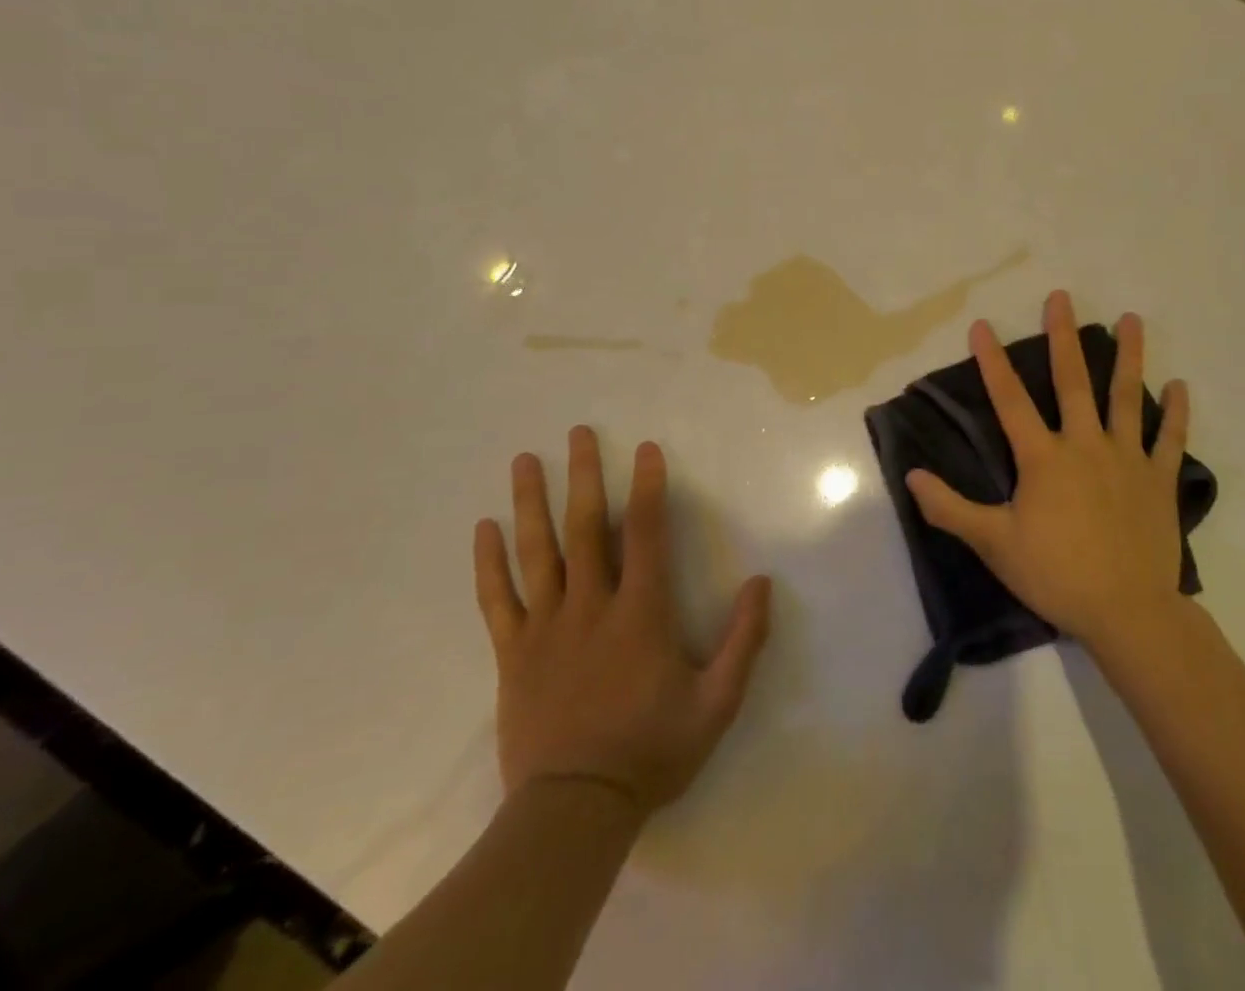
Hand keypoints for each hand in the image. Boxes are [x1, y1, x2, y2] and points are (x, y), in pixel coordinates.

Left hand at [473, 426, 771, 813]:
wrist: (574, 811)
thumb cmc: (651, 751)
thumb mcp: (717, 703)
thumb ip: (744, 640)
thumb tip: (762, 582)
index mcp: (640, 613)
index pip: (644, 534)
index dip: (647, 487)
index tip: (646, 449)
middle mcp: (591, 606)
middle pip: (584, 528)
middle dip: (582, 475)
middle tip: (577, 432)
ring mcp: (546, 627)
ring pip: (536, 552)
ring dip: (530, 502)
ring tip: (523, 459)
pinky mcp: (513, 653)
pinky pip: (496, 600)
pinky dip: (488, 563)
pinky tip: (482, 529)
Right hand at [906, 290, 1190, 647]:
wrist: (1127, 611)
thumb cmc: (1056, 574)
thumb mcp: (994, 544)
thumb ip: (950, 508)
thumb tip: (911, 476)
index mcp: (1043, 458)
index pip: (1010, 400)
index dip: (992, 362)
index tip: (982, 325)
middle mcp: (1085, 445)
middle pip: (1072, 382)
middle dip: (1064, 337)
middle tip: (1061, 298)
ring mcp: (1127, 459)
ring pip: (1126, 397)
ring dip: (1129, 357)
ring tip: (1132, 319)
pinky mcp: (1158, 480)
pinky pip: (1170, 439)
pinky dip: (1177, 412)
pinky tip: (1180, 384)